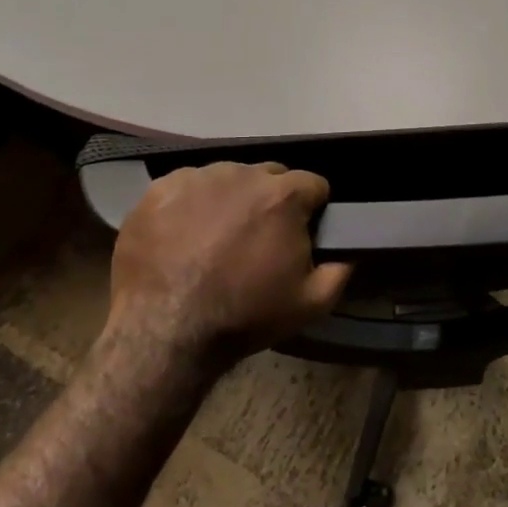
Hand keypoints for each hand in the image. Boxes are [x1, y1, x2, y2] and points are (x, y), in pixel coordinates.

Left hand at [108, 162, 352, 371]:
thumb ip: (340, 269)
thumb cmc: (244, 315)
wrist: (165, 331)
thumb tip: (347, 250)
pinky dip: (191, 204)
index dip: (311, 210)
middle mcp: (242, 174)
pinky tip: (183, 236)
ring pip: (227, 178)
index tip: (300, 234)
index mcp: (283, 195)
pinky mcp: (159, 189)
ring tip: (216, 238)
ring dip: (231, 200)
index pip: (313, 185)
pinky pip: (187, 186)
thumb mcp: (312, 303)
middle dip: (271, 201)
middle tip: (257, 239)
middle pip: (269, 176)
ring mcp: (197, 178)